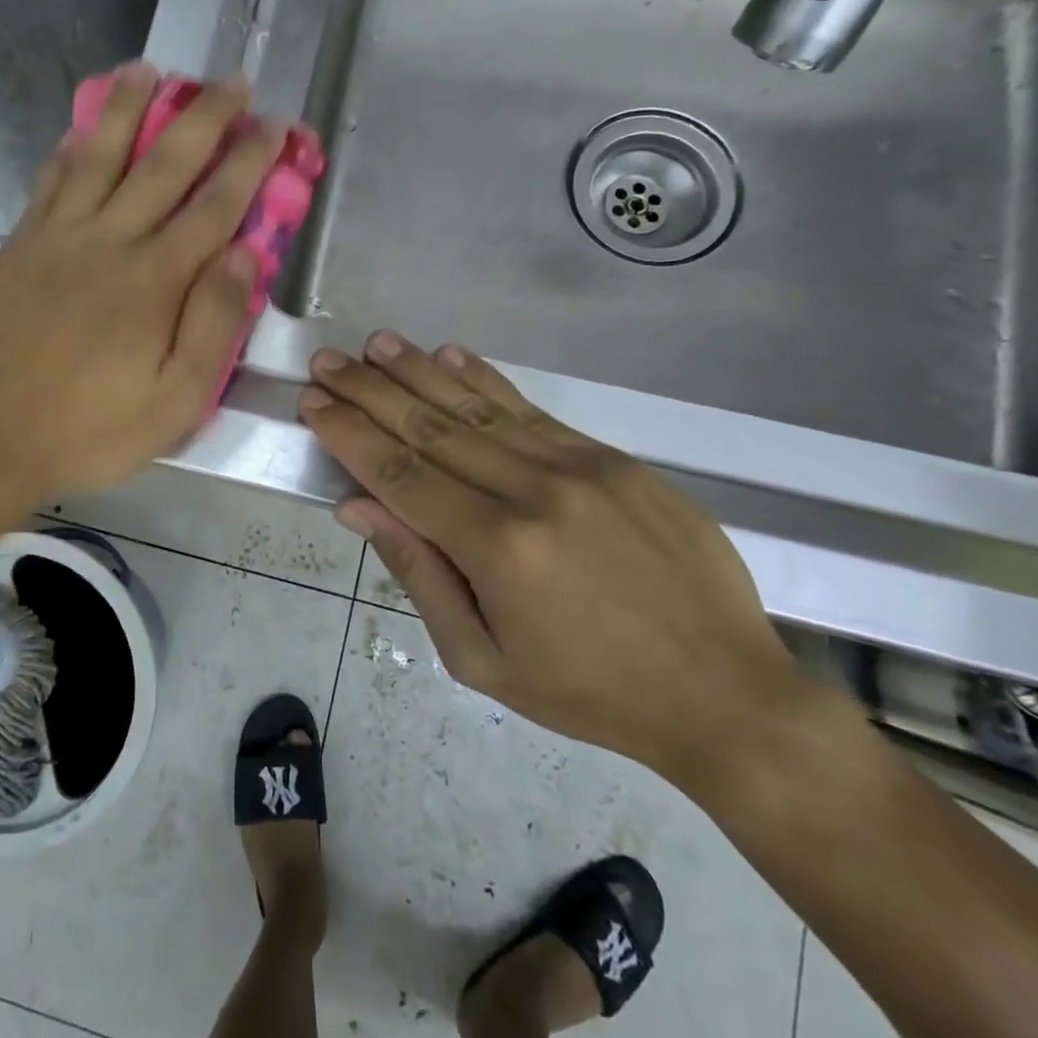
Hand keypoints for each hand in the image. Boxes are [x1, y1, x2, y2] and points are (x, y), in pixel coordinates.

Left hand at [0, 64, 283, 502]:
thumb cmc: (88, 430)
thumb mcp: (173, 402)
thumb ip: (214, 326)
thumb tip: (247, 255)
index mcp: (155, 280)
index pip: (216, 205)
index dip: (249, 162)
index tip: (274, 126)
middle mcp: (110, 241)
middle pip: (165, 164)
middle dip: (205, 118)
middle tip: (232, 82)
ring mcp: (58, 237)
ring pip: (100, 154)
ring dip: (130, 107)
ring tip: (150, 70)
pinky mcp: (19, 246)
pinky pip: (51, 181)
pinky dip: (72, 146)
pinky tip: (81, 128)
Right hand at [298, 332, 797, 783]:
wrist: (724, 693)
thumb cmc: (587, 692)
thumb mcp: (482, 659)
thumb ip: (417, 574)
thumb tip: (357, 506)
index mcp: (496, 549)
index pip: (399, 474)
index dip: (349, 434)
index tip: (313, 402)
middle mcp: (532, 492)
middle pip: (430, 429)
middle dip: (369, 392)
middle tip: (328, 361)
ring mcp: (579, 467)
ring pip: (477, 407)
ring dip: (419, 371)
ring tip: (376, 344)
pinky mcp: (613, 459)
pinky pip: (532, 410)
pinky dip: (485, 380)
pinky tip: (450, 355)